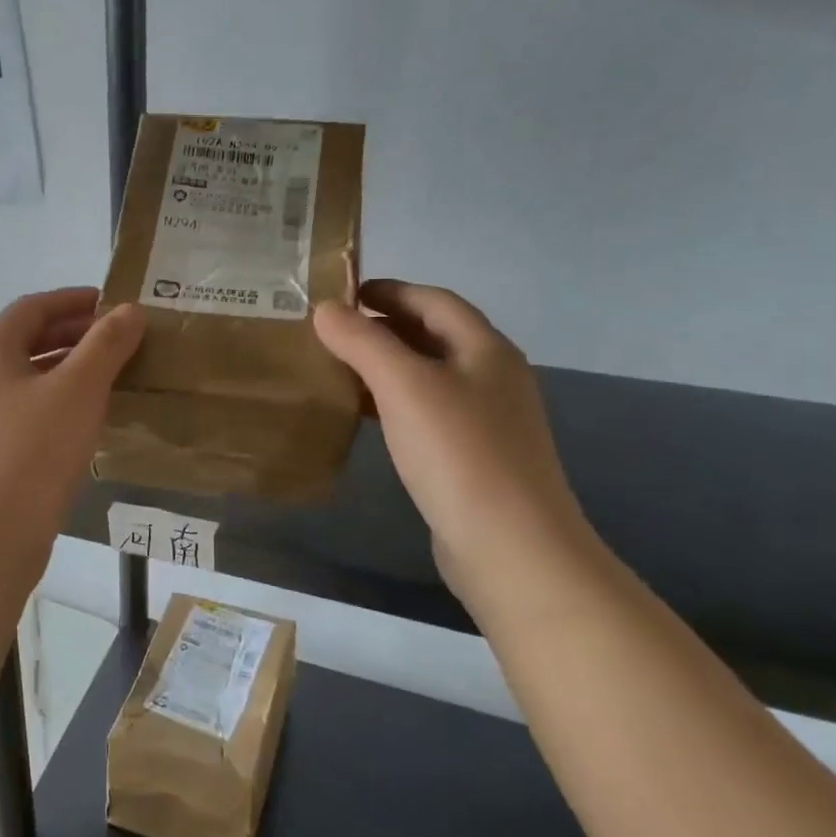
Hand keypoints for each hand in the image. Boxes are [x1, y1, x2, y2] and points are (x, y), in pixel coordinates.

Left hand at [0, 288, 143, 581]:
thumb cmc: (33, 452)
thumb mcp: (78, 390)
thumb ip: (106, 345)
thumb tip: (130, 310)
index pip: (33, 307)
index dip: (73, 299)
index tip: (113, 304)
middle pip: (30, 342)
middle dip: (76, 335)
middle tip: (121, 340)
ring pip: (32, 381)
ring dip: (71, 372)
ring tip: (114, 377)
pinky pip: (31, 415)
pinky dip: (62, 406)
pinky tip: (90, 423)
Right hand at [314, 281, 590, 603]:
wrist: (510, 545)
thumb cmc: (458, 452)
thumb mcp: (404, 386)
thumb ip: (363, 342)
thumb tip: (325, 310)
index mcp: (485, 349)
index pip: (434, 300)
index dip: (389, 291)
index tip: (343, 294)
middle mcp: (491, 377)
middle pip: (433, 336)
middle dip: (384, 327)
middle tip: (332, 331)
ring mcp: (486, 420)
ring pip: (429, 376)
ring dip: (386, 366)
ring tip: (339, 368)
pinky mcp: (473, 457)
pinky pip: (427, 413)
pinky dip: (394, 403)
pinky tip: (366, 416)